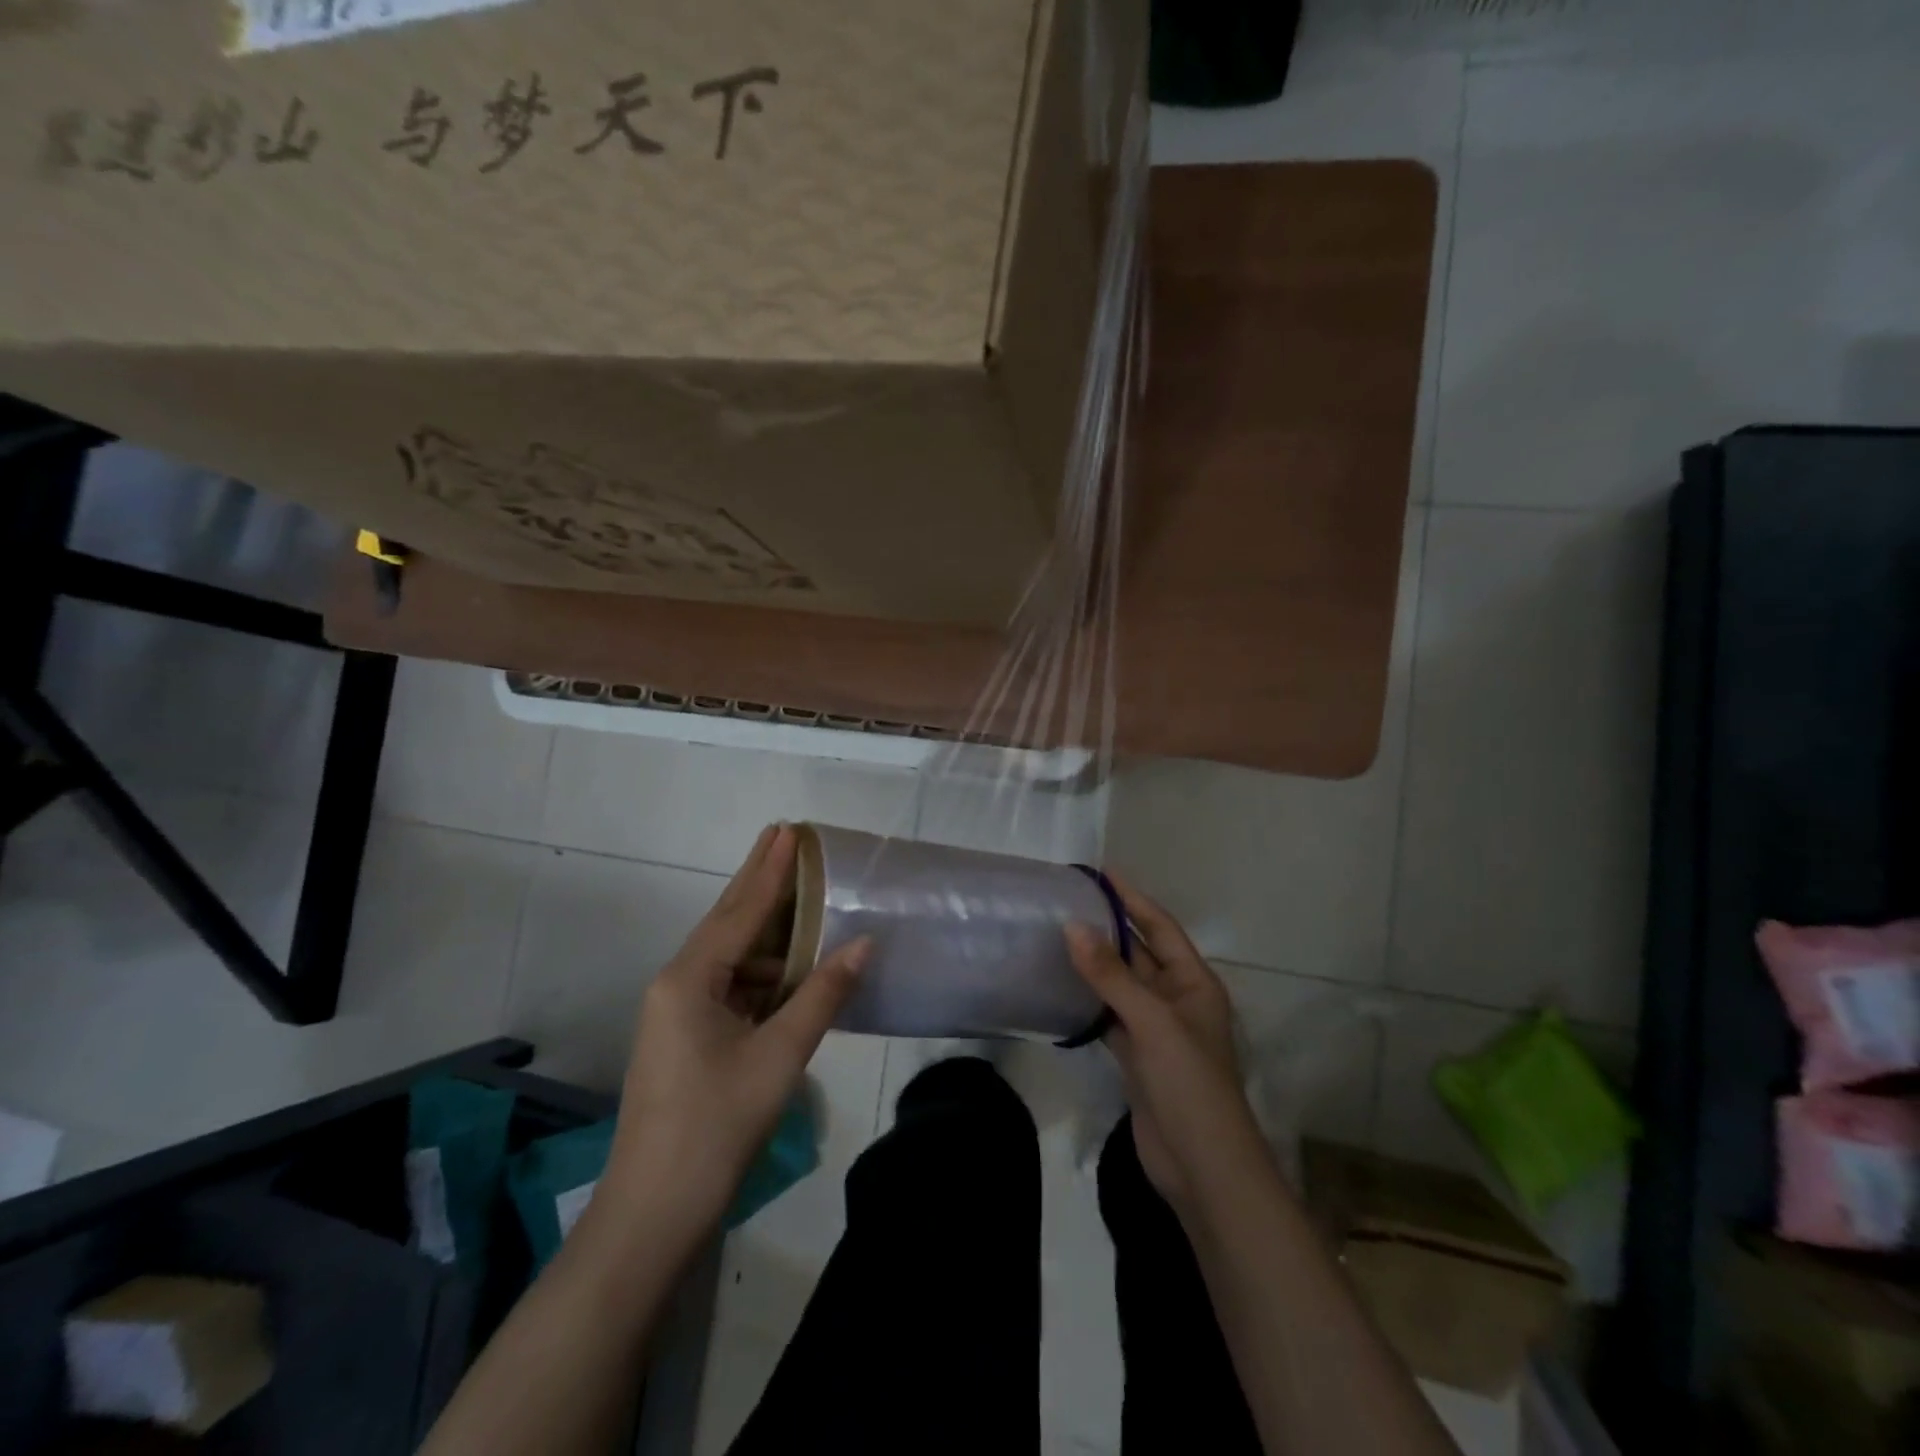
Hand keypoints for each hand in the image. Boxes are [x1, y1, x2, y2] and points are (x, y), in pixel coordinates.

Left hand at [601, 824, 870, 1232]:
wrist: (653, 1213)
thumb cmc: (716, 1127)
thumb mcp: (779, 1056)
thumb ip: (823, 994)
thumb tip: (864, 943)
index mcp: (690, 978)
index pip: (741, 910)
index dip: (771, 870)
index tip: (789, 830)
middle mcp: (678, 983)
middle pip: (729, 921)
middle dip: (760, 881)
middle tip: (785, 837)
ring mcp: (680, 1012)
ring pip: (733, 957)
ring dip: (769, 931)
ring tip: (805, 899)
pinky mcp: (688, 1037)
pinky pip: (733, 986)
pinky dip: (765, 971)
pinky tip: (794, 966)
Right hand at [1065, 877, 1267, 1216]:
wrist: (1202, 1166)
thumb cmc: (1188, 1082)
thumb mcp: (1152, 1021)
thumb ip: (1111, 974)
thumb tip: (1073, 927)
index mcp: (1194, 982)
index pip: (1160, 927)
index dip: (1132, 898)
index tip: (1101, 873)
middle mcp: (1177, 999)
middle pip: (1140, 953)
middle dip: (1109, 929)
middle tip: (1068, 903)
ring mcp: (1157, 1030)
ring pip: (1122, 986)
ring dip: (1096, 965)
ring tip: (1057, 936)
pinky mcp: (1137, 1058)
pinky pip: (1110, 1017)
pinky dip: (1089, 1003)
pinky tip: (1061, 989)